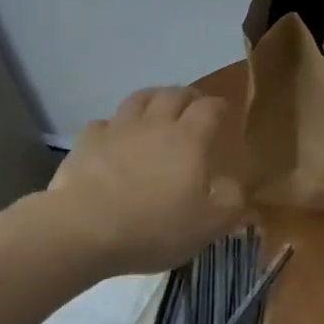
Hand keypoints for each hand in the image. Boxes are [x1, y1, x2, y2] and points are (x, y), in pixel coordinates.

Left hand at [44, 86, 247, 273]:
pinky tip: (115, 138)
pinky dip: (114, 126)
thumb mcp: (208, 225)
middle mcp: (155, 123)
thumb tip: (238, 187)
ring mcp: (118, 128)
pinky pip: (104, 123)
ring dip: (153, 98)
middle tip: (193, 106)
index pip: (210, 107)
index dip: (219, 106)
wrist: (84, 229)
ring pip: (139, 99)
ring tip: (157, 108)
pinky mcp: (87, 141)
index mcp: (188, 139)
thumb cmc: (154, 227)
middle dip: (188, 96)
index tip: (224, 113)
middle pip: (174, 94)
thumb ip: (231, 203)